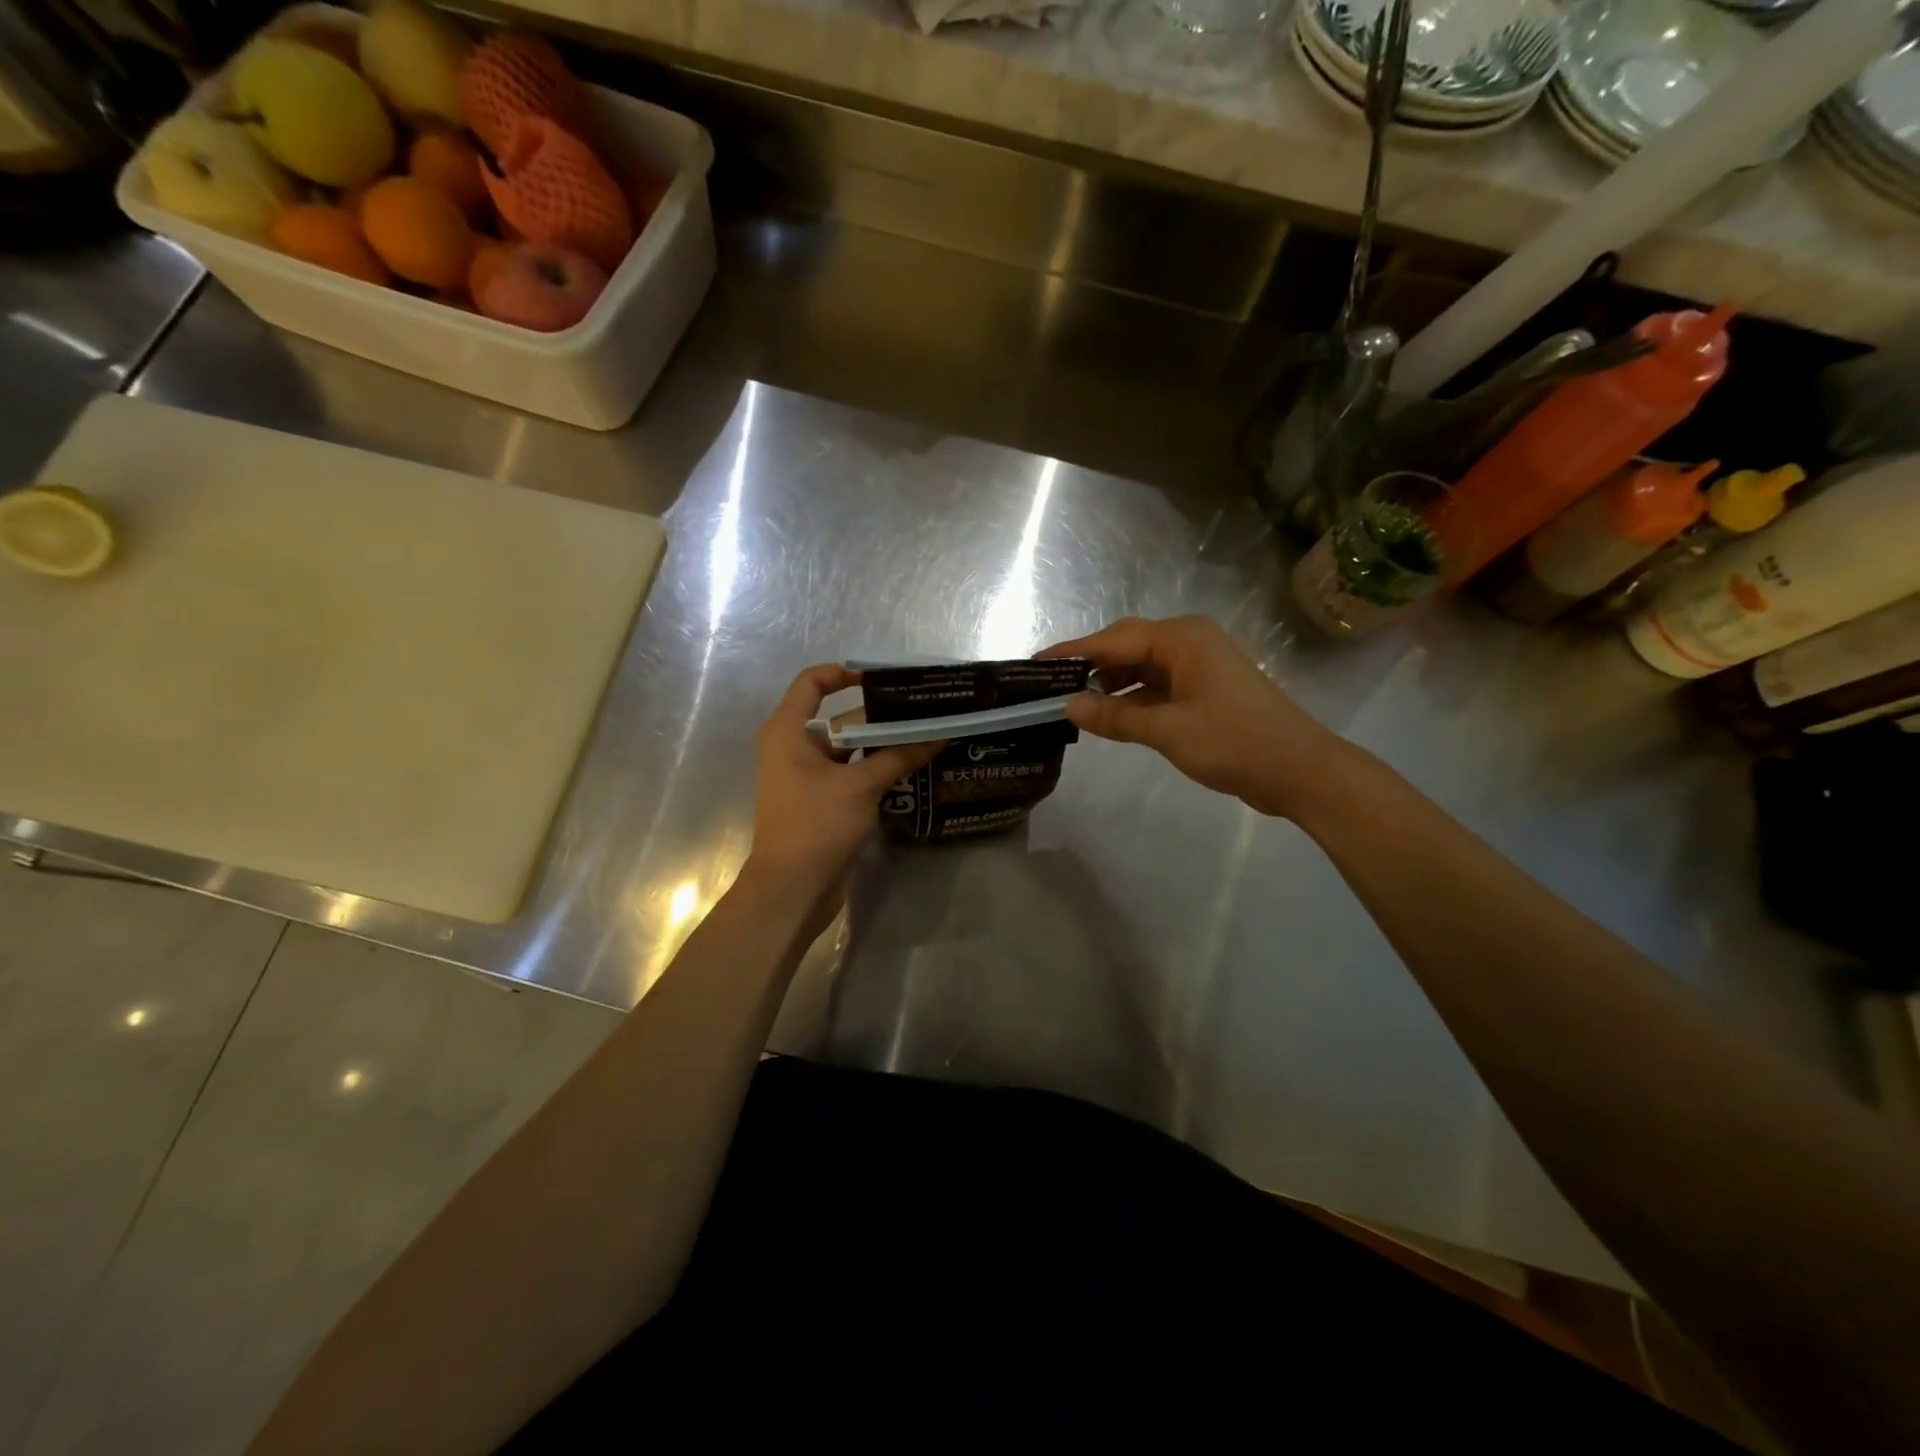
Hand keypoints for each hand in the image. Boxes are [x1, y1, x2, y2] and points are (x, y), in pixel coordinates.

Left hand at [743, 664, 941, 910]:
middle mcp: (793, 747)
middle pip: (840, 718)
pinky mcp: (821, 800)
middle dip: (880, 714)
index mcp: (788, 731)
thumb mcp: (861, 786)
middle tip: (923, 710)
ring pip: (849, 748)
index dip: (844, 672)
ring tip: (926, 734)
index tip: (883, 677)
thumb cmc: (816, 825)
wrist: (792, 889)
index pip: (812, 683)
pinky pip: (850, 772)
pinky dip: (876, 768)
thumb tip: (939, 735)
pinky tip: (911, 766)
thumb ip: (899, 756)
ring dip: (883, 743)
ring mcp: (807, 776)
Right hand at [1039, 616, 1345, 818]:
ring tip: (1073, 704)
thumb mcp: (1167, 730)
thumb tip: (1069, 706)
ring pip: (1140, 668)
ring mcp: (1197, 668)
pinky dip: (1131, 700)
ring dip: (1110, 685)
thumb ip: (1115, 717)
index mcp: (1181, 639)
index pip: (1113, 639)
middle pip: (1126, 647)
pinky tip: (1108, 717)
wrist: (1299, 771)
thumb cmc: (1234, 742)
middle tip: (1050, 686)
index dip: (1073, 652)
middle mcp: (1188, 643)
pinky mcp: (1203, 692)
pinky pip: (1156, 687)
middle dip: (1090, 666)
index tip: (1036, 663)